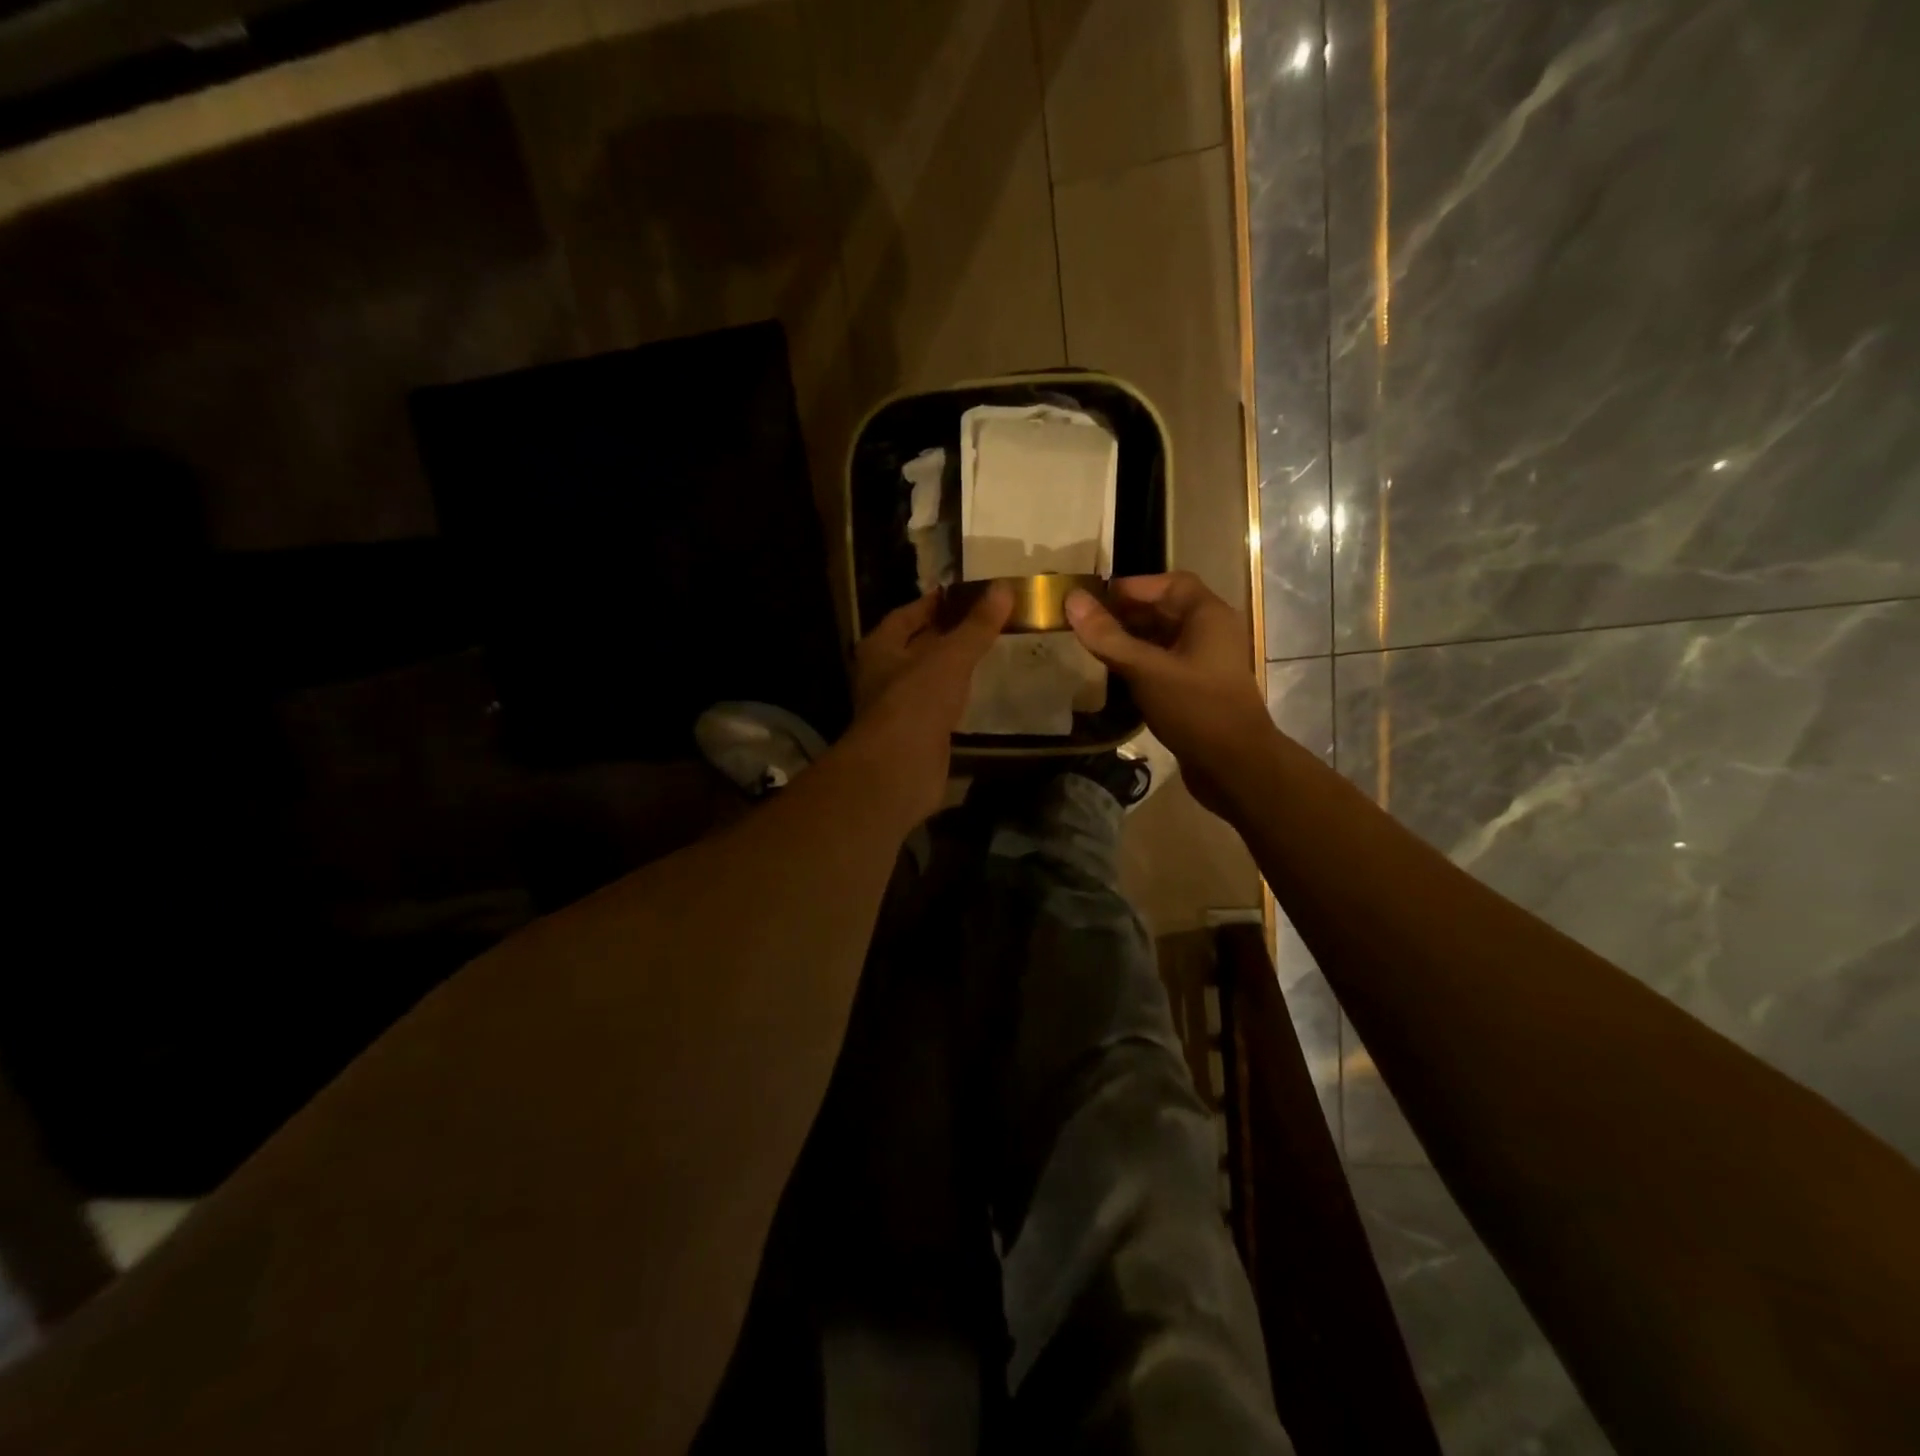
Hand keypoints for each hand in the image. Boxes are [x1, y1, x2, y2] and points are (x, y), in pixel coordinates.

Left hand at [842, 583, 1012, 825]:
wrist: (900, 769)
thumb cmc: (917, 701)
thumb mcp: (951, 657)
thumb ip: (976, 626)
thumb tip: (1003, 588)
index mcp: (880, 648)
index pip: (905, 616)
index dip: (932, 603)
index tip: (961, 595)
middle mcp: (882, 675)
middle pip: (915, 647)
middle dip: (944, 634)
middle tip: (982, 621)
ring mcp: (897, 708)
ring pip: (927, 678)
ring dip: (950, 667)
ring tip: (985, 652)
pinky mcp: (915, 735)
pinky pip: (936, 707)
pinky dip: (955, 697)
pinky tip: (977, 692)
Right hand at [1065, 572, 1273, 815]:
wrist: (1235, 768)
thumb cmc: (1195, 709)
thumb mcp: (1146, 670)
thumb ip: (1108, 636)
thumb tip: (1072, 599)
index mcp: (1207, 616)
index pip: (1169, 583)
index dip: (1131, 586)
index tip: (1093, 598)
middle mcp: (1210, 633)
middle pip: (1164, 610)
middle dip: (1126, 614)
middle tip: (1086, 625)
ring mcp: (1205, 664)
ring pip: (1163, 640)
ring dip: (1130, 641)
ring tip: (1093, 649)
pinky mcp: (1197, 690)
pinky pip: (1164, 665)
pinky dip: (1140, 665)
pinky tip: (1114, 678)